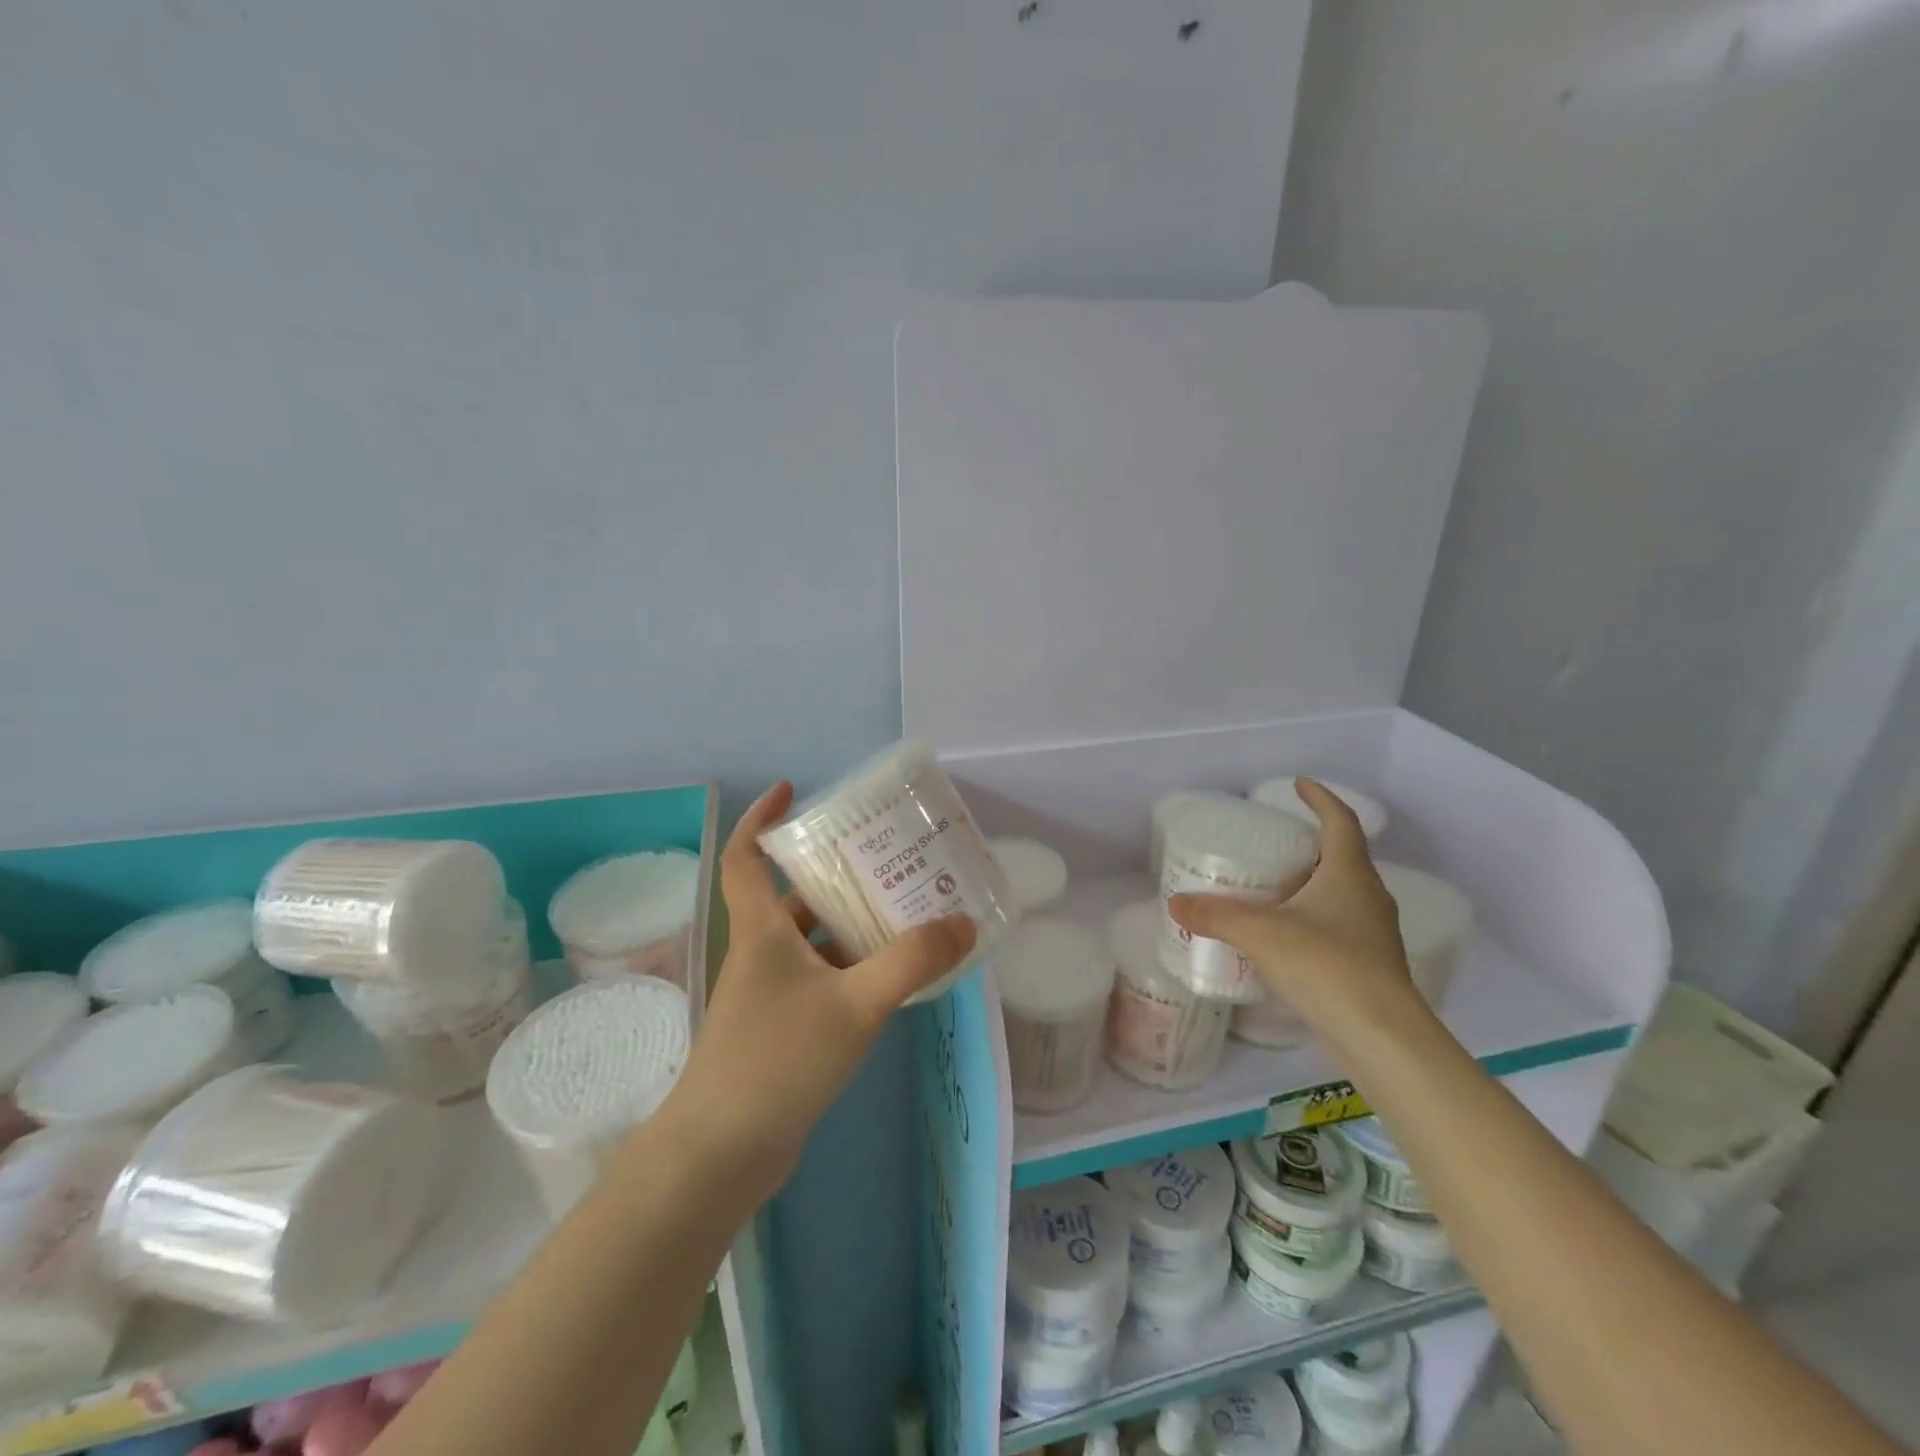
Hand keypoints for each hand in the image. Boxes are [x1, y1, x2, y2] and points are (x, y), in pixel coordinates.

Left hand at [657, 781, 975, 1201]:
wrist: (721, 1154)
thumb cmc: (777, 1061)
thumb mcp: (854, 1004)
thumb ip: (910, 962)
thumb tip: (962, 922)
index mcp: (761, 931)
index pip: (744, 856)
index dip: (759, 818)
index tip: (790, 792)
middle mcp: (760, 953)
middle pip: (790, 896)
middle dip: (831, 873)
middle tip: (880, 856)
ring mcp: (767, 994)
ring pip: (809, 941)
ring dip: (847, 924)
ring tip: (900, 910)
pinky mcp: (780, 1029)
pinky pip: (819, 979)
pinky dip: (849, 968)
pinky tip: (889, 977)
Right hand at [1169, 778, 1422, 1044]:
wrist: (1383, 1039)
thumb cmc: (1327, 967)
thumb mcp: (1262, 934)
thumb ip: (1217, 915)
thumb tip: (1175, 902)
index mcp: (1350, 875)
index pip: (1341, 821)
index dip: (1321, 798)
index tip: (1299, 784)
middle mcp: (1368, 897)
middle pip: (1344, 856)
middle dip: (1312, 843)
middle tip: (1275, 841)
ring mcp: (1373, 934)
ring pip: (1342, 894)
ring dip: (1312, 883)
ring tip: (1274, 886)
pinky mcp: (1369, 966)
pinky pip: (1338, 926)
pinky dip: (1312, 918)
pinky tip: (1285, 936)